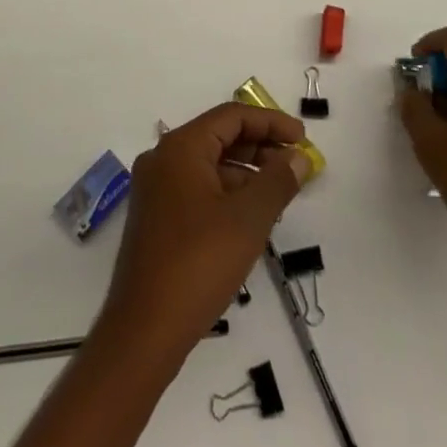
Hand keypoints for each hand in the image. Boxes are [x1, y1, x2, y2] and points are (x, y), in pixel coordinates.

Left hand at [99, 104, 311, 361]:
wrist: (144, 330)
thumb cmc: (198, 264)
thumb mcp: (248, 220)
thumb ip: (277, 182)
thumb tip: (298, 157)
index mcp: (180, 148)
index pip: (231, 116)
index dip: (270, 122)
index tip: (303, 139)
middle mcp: (163, 159)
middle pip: (219, 137)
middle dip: (260, 146)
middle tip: (296, 165)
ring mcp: (156, 189)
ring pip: (209, 165)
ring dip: (246, 172)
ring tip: (281, 192)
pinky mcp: (156, 217)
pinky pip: (198, 188)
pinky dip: (227, 193)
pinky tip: (251, 216)